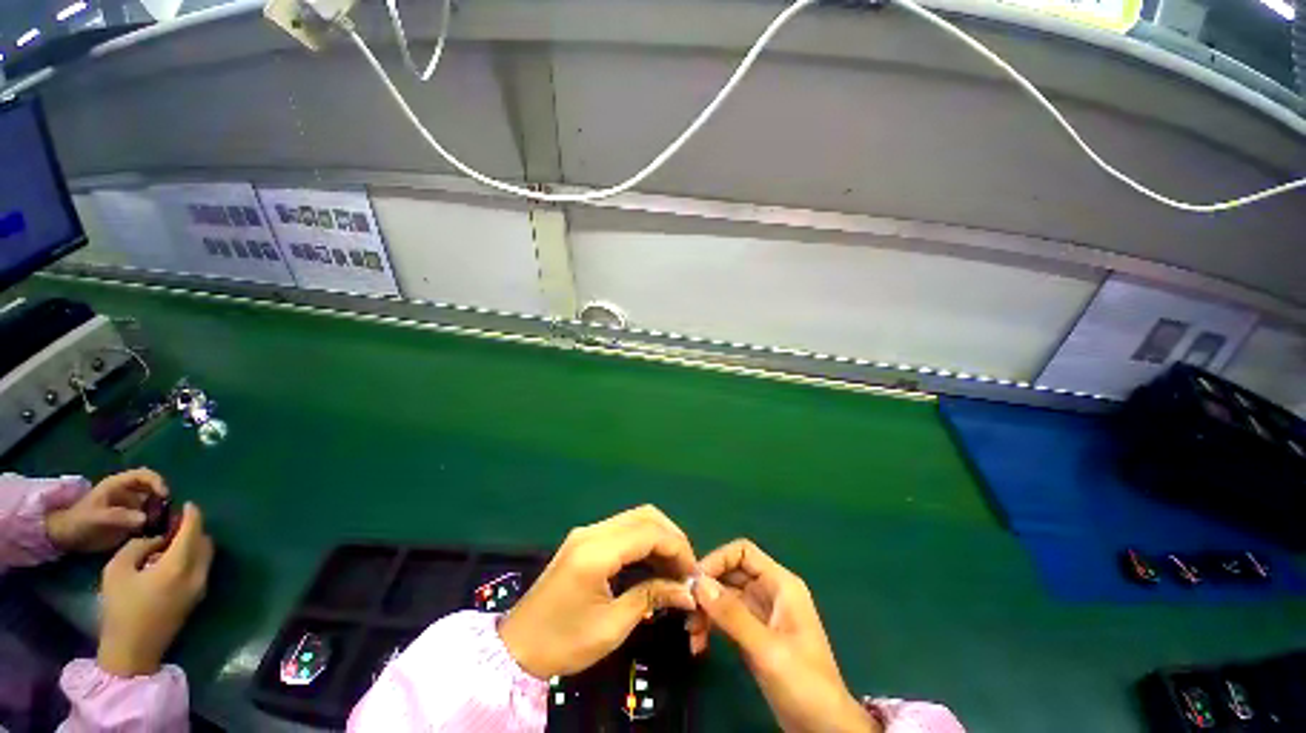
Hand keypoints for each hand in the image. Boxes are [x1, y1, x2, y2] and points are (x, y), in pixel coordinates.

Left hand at [45, 469, 167, 552]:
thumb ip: (119, 517)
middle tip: (166, 514)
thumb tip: (145, 518)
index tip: (165, 496)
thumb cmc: (80, 521)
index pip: (145, 475)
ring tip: (162, 525)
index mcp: (120, 485)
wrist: (69, 537)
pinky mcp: (134, 520)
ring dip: (162, 513)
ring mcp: (132, 507)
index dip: (157, 482)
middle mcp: (130, 493)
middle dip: (163, 501)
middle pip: (154, 490)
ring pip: (155, 505)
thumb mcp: (97, 517)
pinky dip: (157, 524)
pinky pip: (151, 519)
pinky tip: (157, 532)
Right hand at [97, 503, 213, 676]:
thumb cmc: (121, 609)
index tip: (187, 505)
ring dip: (194, 544)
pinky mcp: (198, 598)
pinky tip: (172, 559)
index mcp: (179, 565)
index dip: (192, 515)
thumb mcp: (118, 569)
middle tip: (174, 524)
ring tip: (171, 541)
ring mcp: (201, 587)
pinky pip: (201, 568)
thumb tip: (156, 540)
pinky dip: (192, 557)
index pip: (193, 531)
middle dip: (194, 529)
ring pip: (206, 555)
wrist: (133, 651)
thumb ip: (139, 546)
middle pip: (205, 542)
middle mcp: (198, 574)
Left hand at [498, 505, 698, 679]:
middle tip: (687, 568)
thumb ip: (651, 598)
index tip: (694, 573)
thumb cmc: (562, 643)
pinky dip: (644, 541)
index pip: (649, 532)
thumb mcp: (611, 627)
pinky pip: (623, 529)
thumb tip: (687, 591)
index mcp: (596, 551)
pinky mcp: (585, 539)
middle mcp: (592, 531)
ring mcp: (587, 532)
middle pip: (645, 516)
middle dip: (672, 537)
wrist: (516, 647)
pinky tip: (654, 563)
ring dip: (659, 537)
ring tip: (674, 568)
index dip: (677, 548)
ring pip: (635, 518)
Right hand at [691, 539, 880, 732]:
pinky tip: (699, 644)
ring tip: (691, 633)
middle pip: (730, 573)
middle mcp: (769, 592)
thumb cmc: (804, 682)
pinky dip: (711, 627)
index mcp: (780, 584)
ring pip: (724, 597)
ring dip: (705, 611)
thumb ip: (732, 615)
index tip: (694, 580)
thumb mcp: (766, 648)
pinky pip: (725, 619)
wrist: (823, 729)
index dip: (717, 559)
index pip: (743, 552)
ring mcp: (760, 614)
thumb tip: (698, 583)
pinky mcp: (752, 635)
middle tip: (686, 609)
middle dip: (707, 589)